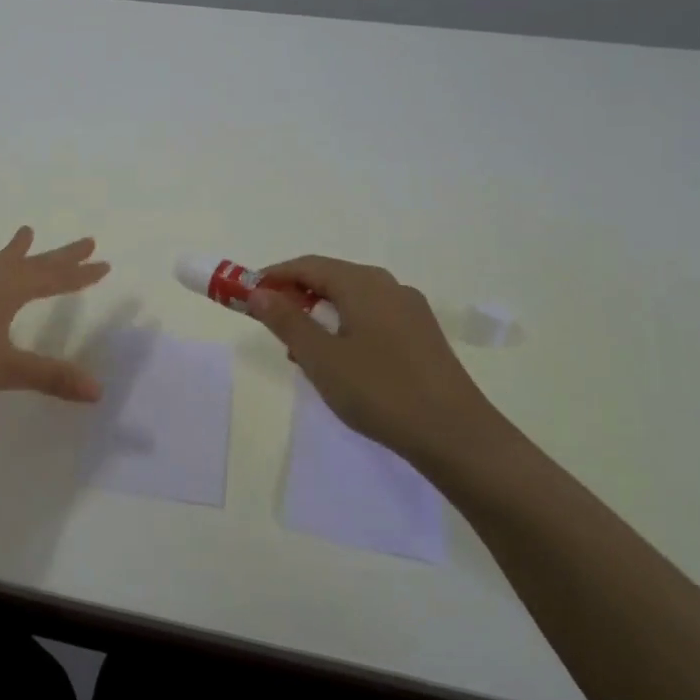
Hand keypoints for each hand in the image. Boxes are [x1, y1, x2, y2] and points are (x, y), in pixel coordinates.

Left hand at [0, 227, 111, 405]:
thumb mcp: (6, 369)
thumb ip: (50, 377)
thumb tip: (97, 390)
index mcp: (6, 290)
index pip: (52, 278)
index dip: (79, 274)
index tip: (102, 263)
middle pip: (29, 263)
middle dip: (59, 256)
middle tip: (85, 241)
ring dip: (13, 251)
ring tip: (25, 233)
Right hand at [249, 255, 511, 462]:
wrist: (455, 434)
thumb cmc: (379, 391)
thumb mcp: (320, 357)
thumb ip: (286, 321)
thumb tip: (259, 292)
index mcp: (363, 284)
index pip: (307, 265)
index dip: (272, 276)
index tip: (244, 295)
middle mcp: (388, 286)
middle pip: (331, 278)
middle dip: (295, 295)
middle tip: (268, 324)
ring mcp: (410, 310)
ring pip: (352, 300)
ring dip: (319, 314)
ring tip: (299, 350)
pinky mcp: (422, 335)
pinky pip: (372, 317)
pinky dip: (344, 327)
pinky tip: (338, 361)